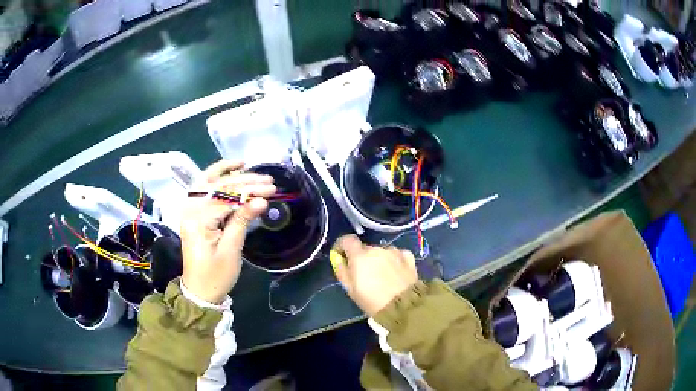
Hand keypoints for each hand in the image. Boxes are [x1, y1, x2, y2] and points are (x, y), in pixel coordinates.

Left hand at [180, 161, 274, 303]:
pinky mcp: (194, 215)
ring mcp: (190, 212)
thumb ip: (242, 221)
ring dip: (224, 172)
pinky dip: (215, 181)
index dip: (250, 191)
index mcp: (198, 221)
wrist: (200, 292)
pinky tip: (227, 174)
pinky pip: (203, 192)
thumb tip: (260, 200)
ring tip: (243, 163)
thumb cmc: (216, 276)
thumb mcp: (231, 251)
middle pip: (218, 188)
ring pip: (206, 183)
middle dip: (243, 181)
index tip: (271, 189)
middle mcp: (190, 211)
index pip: (226, 198)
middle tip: (267, 179)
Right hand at [332, 234, 417, 315]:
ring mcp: (394, 252)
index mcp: (360, 256)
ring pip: (382, 252)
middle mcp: (377, 249)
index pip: (347, 240)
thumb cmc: (372, 301)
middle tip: (364, 275)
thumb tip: (337, 258)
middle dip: (362, 258)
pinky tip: (396, 272)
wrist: (402, 306)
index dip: (342, 246)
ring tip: (382, 277)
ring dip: (379, 260)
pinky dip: (395, 260)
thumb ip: (342, 271)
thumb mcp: (350, 290)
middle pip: (366, 248)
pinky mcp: (408, 257)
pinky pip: (397, 254)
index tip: (341, 256)